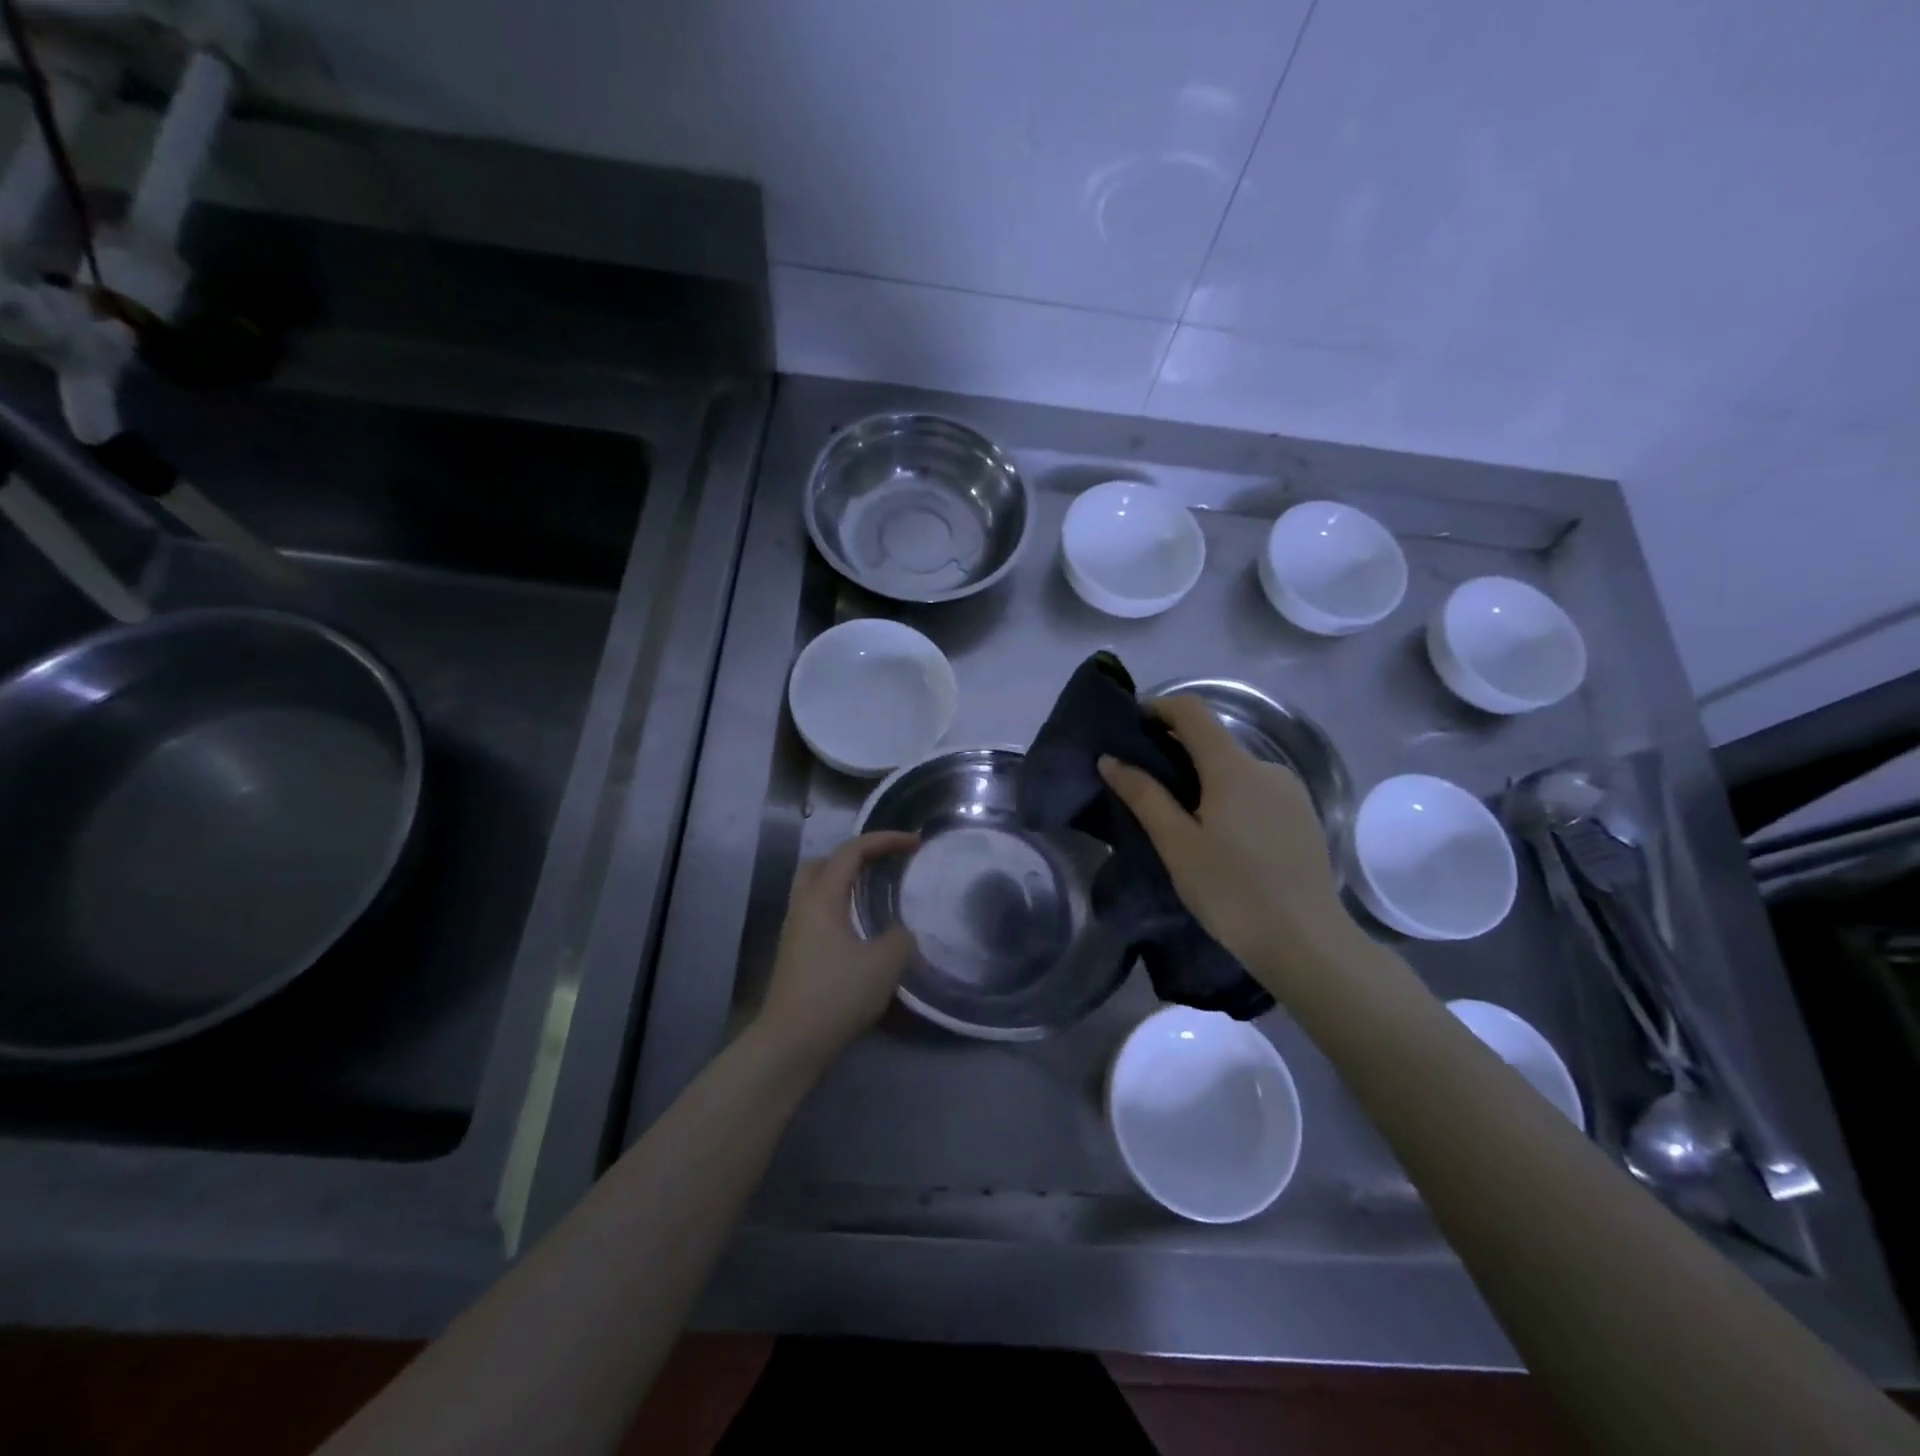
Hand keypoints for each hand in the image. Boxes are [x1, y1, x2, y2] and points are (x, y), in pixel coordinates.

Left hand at [754, 830, 919, 1066]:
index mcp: (821, 898)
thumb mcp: (883, 964)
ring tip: (876, 894)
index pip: (851, 851)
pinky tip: (861, 930)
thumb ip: (900, 938)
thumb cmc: (836, 996)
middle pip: (823, 863)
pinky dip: (841, 907)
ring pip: (817, 889)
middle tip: (883, 864)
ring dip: (846, 883)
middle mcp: (803, 907)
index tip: (914, 842)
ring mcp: (795, 931)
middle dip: (855, 856)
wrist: (790, 1044)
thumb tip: (899, 933)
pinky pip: (818, 914)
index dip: (884, 840)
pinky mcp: (796, 954)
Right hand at [1098, 695, 1350, 983]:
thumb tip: (1111, 759)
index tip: (1131, 725)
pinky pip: (1256, 791)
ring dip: (1203, 778)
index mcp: (1232, 767)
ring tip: (1178, 817)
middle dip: (1175, 750)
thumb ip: (1144, 795)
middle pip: (1213, 741)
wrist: (1307, 943)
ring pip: (1235, 770)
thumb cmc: (1232, 891)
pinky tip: (1219, 836)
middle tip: (1143, 782)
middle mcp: (1266, 767)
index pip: (1192, 711)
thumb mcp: (1177, 844)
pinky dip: (1229, 797)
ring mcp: (1290, 792)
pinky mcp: (1304, 817)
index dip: (1159, 708)